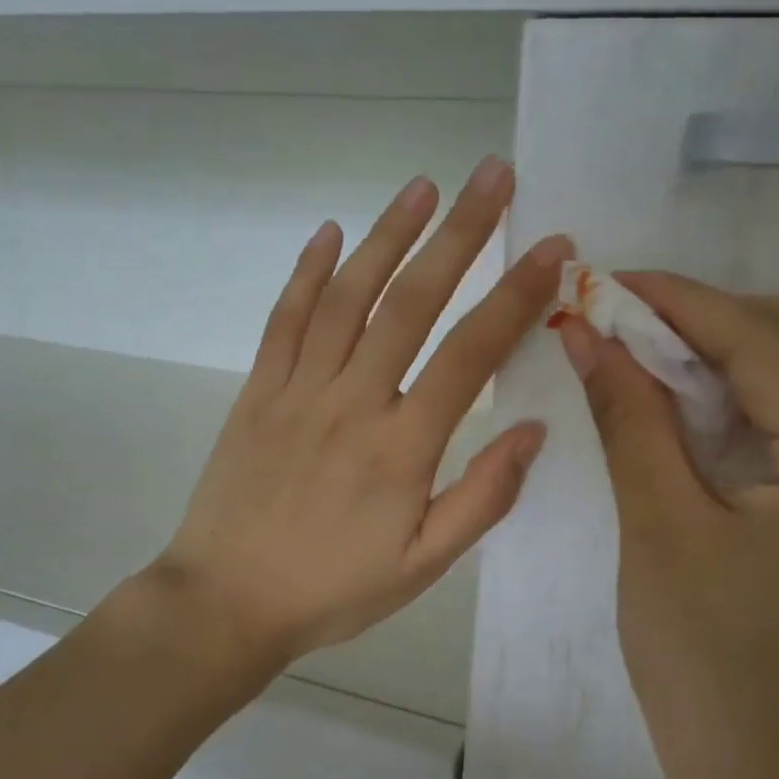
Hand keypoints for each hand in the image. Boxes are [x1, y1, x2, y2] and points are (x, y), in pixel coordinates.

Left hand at [155, 158, 571, 665]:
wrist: (225, 602)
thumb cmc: (332, 589)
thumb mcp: (423, 566)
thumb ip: (483, 498)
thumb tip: (532, 430)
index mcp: (402, 447)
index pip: (470, 353)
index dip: (517, 295)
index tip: (553, 248)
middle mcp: (352, 401)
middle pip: (412, 302)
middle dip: (460, 233)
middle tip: (493, 175)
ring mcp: (298, 389)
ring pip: (348, 296)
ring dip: (387, 235)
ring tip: (423, 186)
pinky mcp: (258, 390)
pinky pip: (285, 320)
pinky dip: (307, 272)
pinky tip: (328, 233)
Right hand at [557, 277, 778, 778]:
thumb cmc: (708, 673)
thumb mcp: (659, 533)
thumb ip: (631, 418)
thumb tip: (589, 333)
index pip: (768, 345)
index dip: (683, 302)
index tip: (611, 283)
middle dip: (729, 315)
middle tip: (643, 329)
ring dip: (754, 352)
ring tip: (667, 366)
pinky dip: (774, 400)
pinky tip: (713, 419)